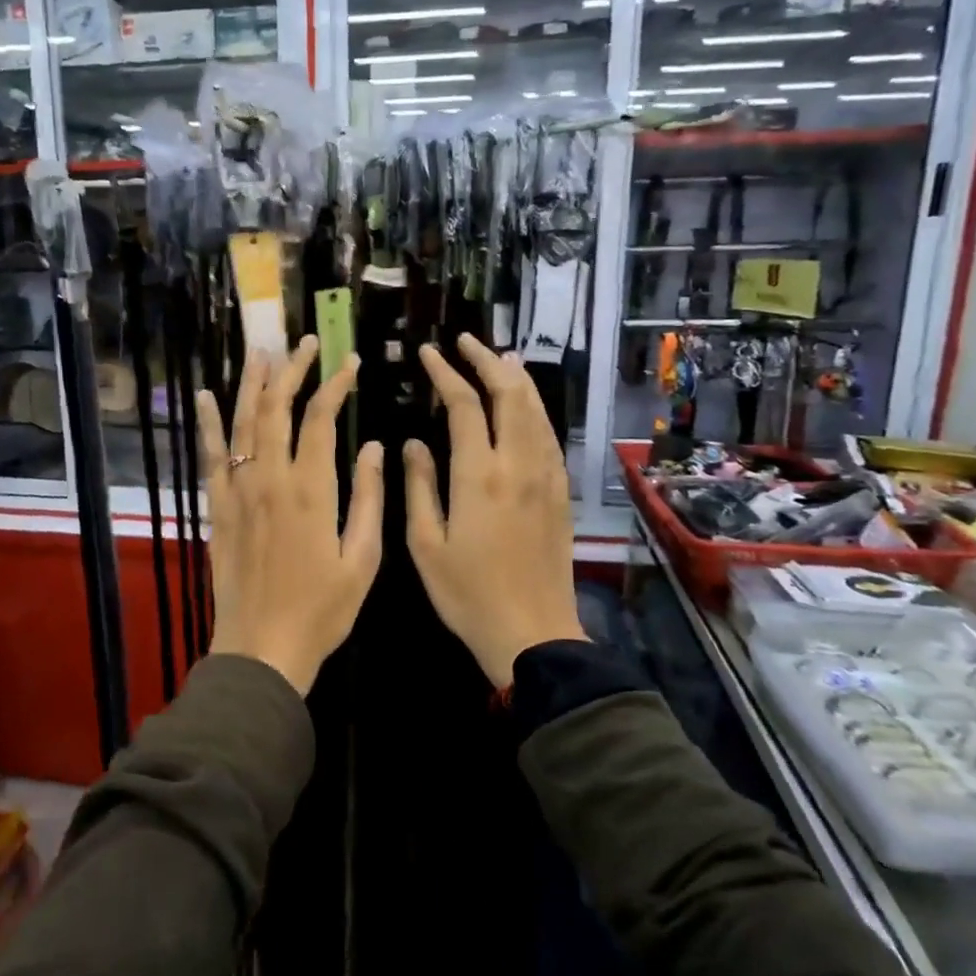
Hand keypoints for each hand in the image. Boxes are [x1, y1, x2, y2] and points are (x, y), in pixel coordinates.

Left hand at [198, 337, 383, 695]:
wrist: (262, 648)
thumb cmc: (322, 610)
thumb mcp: (362, 559)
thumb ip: (367, 498)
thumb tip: (371, 446)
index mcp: (311, 490)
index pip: (320, 418)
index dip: (335, 384)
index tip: (349, 362)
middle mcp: (270, 479)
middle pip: (277, 408)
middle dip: (292, 370)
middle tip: (304, 343)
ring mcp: (238, 491)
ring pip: (242, 423)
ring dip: (252, 384)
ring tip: (260, 351)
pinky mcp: (217, 507)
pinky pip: (211, 456)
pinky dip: (208, 424)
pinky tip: (205, 396)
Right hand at [404, 334, 584, 688]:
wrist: (532, 633)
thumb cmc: (467, 593)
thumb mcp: (425, 544)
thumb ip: (419, 486)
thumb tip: (415, 442)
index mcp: (478, 475)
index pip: (465, 405)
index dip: (446, 373)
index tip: (429, 353)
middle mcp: (517, 465)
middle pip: (510, 395)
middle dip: (487, 361)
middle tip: (466, 341)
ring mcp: (546, 477)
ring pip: (536, 411)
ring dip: (516, 379)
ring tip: (499, 358)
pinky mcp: (560, 492)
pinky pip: (549, 436)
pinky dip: (534, 409)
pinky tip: (525, 406)